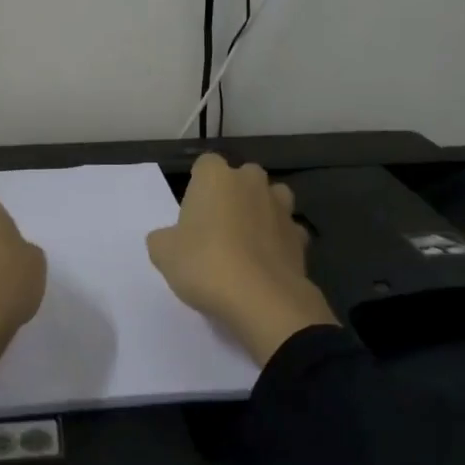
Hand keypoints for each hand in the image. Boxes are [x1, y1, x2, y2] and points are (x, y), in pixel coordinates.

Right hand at [146, 153, 338, 364]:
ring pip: (272, 199)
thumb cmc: (205, 264)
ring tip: (246, 241)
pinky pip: (287, 232)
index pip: (205, 164)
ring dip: (261, 212)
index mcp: (216, 177)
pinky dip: (279, 242)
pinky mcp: (301, 237)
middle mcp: (252, 183)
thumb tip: (170, 239)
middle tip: (217, 227)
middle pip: (242, 177)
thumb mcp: (163, 253)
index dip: (198, 186)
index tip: (192, 212)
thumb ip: (163, 238)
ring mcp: (281, 208)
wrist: (261, 299)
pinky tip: (266, 263)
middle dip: (233, 195)